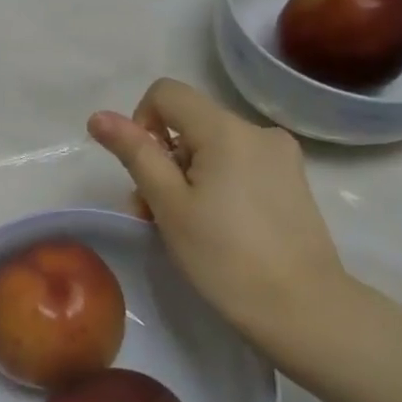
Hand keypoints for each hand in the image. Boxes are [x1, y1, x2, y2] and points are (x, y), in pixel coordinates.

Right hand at [87, 78, 347, 344]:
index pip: (166, 93)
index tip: (144, 171)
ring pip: (212, 147)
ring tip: (184, 227)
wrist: (302, 309)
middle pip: (189, 123)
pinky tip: (217, 227)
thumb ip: (135, 153)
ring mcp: (280, 156)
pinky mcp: (291, 181)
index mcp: (225, 130)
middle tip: (155, 213)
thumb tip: (99, 116)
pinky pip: (238, 164)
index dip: (141, 122)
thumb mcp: (168, 204)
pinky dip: (215, 184)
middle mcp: (257, 130)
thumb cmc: (224, 256)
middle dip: (162, 160)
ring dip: (186, 176)